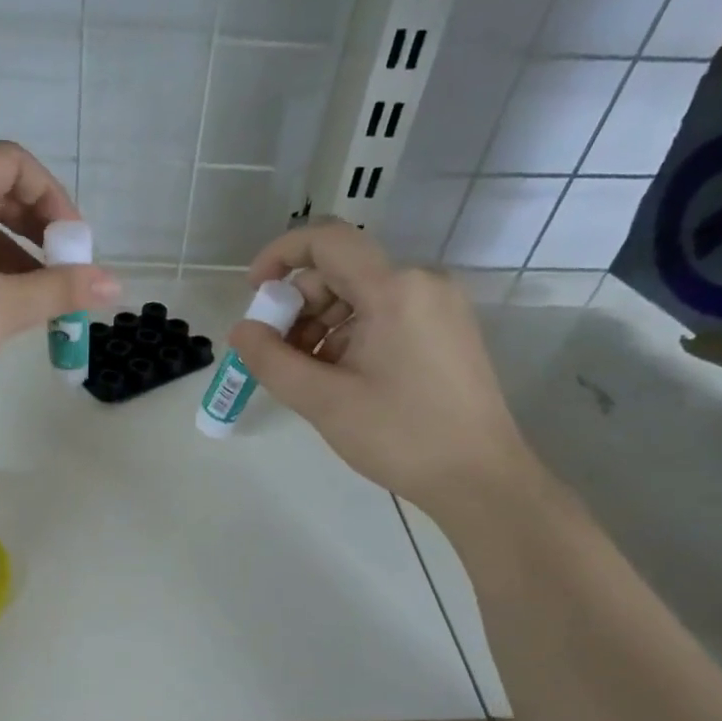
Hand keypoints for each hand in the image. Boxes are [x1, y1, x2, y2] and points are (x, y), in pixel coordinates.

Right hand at [229, 223, 533, 512]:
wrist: (480, 479)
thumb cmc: (400, 436)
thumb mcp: (323, 401)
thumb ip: (271, 360)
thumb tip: (241, 330)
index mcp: (395, 289)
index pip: (327, 241)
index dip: (280, 256)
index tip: (253, 293)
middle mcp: (422, 283)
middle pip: (341, 272)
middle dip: (299, 306)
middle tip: (276, 355)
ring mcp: (439, 307)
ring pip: (361, 296)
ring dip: (322, 326)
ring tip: (307, 376)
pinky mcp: (447, 331)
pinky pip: (385, 315)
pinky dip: (351, 336)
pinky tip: (339, 379)